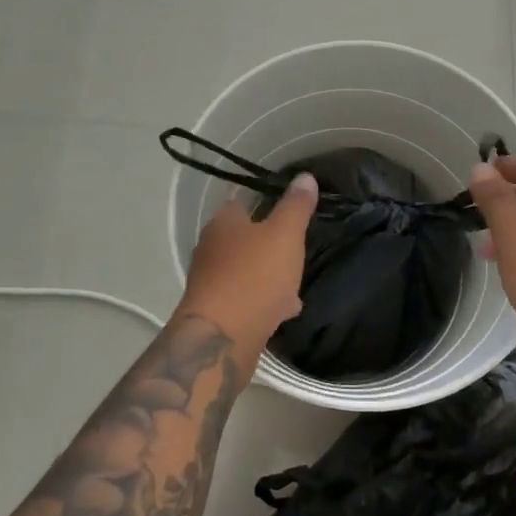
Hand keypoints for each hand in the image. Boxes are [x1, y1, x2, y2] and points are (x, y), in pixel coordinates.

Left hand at [178, 172, 318, 350]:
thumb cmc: (254, 276)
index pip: (243, 202)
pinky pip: (245, 298)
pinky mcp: (216, 312)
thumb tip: (305, 176)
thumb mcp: (285, 234)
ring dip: (270, 276)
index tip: (291, 211)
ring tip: (296, 284)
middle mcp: (211, 248)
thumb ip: (296, 206)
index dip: (267, 203)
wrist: (222, 338)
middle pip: (245, 239)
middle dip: (270, 245)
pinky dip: (264, 300)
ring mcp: (210, 282)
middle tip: (297, 249)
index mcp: (224, 223)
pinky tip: (284, 311)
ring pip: (247, 270)